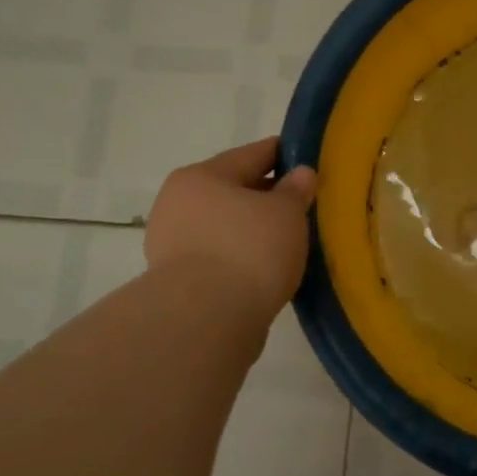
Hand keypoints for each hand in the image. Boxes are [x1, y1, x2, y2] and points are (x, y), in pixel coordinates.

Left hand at [143, 138, 317, 322]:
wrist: (205, 320)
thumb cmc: (249, 250)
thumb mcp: (286, 213)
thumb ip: (295, 189)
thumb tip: (300, 173)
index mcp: (201, 176)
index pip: (250, 154)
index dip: (281, 154)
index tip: (305, 159)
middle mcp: (178, 204)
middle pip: (232, 191)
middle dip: (266, 196)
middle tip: (301, 205)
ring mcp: (171, 244)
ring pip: (224, 226)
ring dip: (251, 230)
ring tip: (287, 241)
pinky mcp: (176, 281)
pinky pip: (219, 257)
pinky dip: (240, 257)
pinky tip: (265, 268)